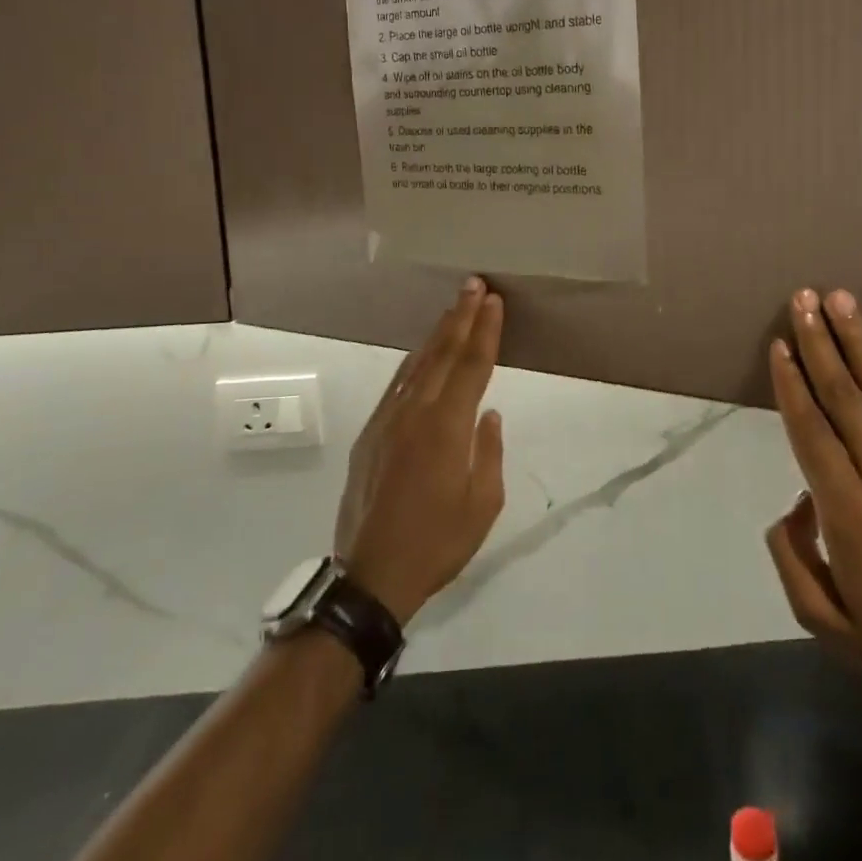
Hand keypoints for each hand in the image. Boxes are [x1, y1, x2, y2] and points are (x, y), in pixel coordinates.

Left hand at [334, 277, 506, 623]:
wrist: (369, 576)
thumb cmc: (437, 543)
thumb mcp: (483, 504)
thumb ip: (488, 451)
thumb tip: (488, 414)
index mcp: (446, 428)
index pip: (472, 366)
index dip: (484, 330)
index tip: (493, 300)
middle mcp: (414, 413)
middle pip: (442, 353)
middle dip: (460, 316)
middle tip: (473, 284)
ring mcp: (386, 421)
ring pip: (417, 365)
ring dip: (437, 333)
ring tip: (452, 307)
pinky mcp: (369, 435)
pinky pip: (397, 385)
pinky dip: (414, 362)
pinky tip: (421, 353)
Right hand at [764, 288, 861, 748]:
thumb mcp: (820, 620)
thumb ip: (790, 555)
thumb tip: (796, 501)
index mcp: (847, 513)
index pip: (810, 431)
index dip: (791, 384)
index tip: (778, 344)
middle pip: (844, 398)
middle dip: (819, 343)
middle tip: (802, 298)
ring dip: (860, 343)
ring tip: (841, 299)